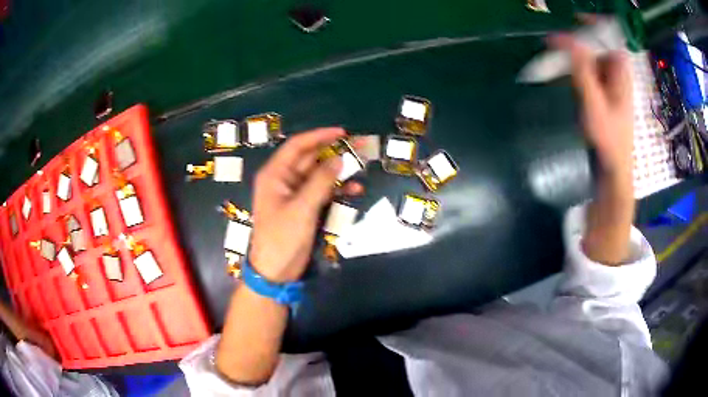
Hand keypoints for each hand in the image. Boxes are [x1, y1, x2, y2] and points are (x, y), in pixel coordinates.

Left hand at [249, 128, 360, 282]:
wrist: (275, 271)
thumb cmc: (282, 238)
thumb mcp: (302, 208)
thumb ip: (321, 182)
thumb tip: (339, 159)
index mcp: (275, 174)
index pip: (298, 146)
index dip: (319, 136)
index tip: (342, 132)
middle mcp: (284, 180)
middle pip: (310, 158)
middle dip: (333, 152)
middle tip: (359, 146)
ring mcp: (295, 194)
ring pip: (319, 175)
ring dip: (338, 171)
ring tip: (362, 165)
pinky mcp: (304, 207)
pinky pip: (322, 192)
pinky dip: (337, 190)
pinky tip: (355, 190)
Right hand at [550, 33, 633, 177]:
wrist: (613, 167)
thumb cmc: (609, 140)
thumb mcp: (596, 106)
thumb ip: (584, 73)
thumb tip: (572, 41)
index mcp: (621, 74)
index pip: (611, 39)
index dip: (596, 25)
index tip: (576, 19)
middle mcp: (616, 74)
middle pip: (598, 45)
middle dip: (578, 39)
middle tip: (557, 42)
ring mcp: (608, 83)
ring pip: (591, 57)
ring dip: (574, 53)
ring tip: (555, 54)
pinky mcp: (601, 92)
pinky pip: (587, 70)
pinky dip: (575, 66)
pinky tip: (562, 70)